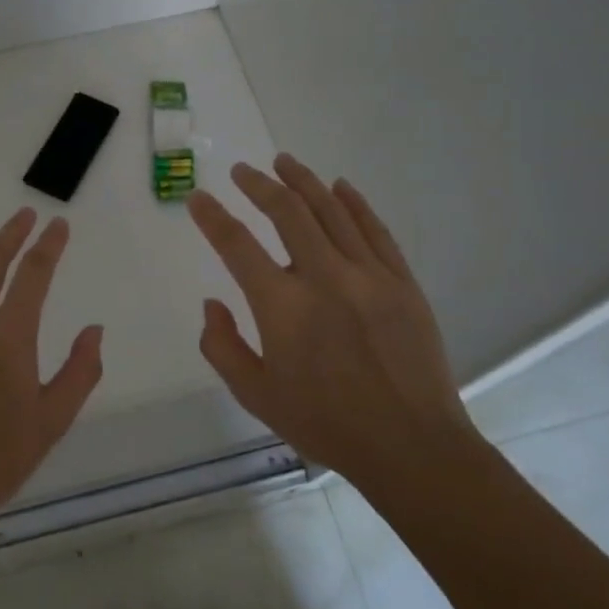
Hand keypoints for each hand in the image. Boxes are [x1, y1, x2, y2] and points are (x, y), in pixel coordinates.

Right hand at [186, 155, 475, 474]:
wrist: (411, 446)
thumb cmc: (326, 424)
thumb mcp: (256, 395)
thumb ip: (223, 347)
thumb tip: (213, 303)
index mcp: (283, 307)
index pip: (236, 246)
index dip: (212, 217)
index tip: (198, 198)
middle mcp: (324, 277)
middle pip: (287, 212)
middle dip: (259, 185)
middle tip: (242, 171)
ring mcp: (368, 275)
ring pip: (331, 211)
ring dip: (303, 181)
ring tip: (284, 162)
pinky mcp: (402, 282)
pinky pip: (375, 230)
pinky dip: (354, 203)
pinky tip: (340, 186)